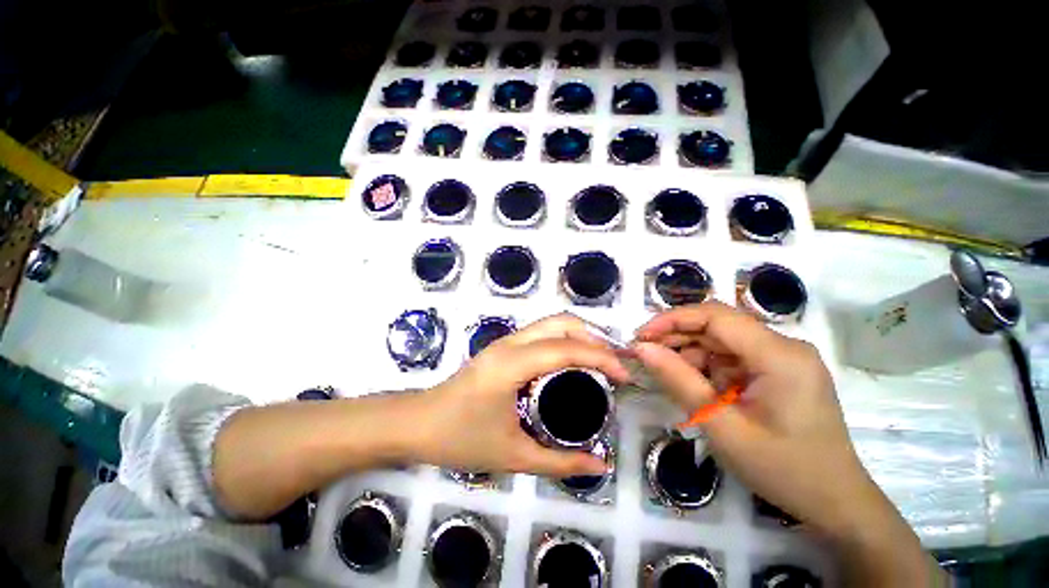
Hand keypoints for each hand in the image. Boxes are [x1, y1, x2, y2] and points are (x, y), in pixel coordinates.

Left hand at [416, 314, 629, 478]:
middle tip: (614, 363)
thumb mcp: (513, 455)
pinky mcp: (502, 347)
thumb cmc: (460, 439)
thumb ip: (558, 461)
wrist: (417, 424)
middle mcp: (510, 343)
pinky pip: (541, 333)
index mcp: (512, 364)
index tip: (624, 376)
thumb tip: (599, 464)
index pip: (566, 348)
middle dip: (593, 337)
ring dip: (580, 335)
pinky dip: (565, 339)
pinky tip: (573, 361)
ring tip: (601, 360)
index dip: (600, 357)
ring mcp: (505, 341)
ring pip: (551, 323)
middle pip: (560, 322)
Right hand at [632, 301, 879, 536]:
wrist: (835, 503)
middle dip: (677, 337)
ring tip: (669, 377)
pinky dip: (707, 368)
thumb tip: (642, 349)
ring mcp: (783, 357)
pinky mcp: (779, 370)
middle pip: (718, 326)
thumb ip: (678, 381)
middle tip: (645, 355)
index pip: (715, 316)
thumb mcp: (721, 425)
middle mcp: (784, 346)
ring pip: (722, 341)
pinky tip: (696, 386)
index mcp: (779, 355)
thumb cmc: (782, 469)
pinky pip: (733, 357)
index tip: (640, 335)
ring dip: (690, 355)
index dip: (672, 319)